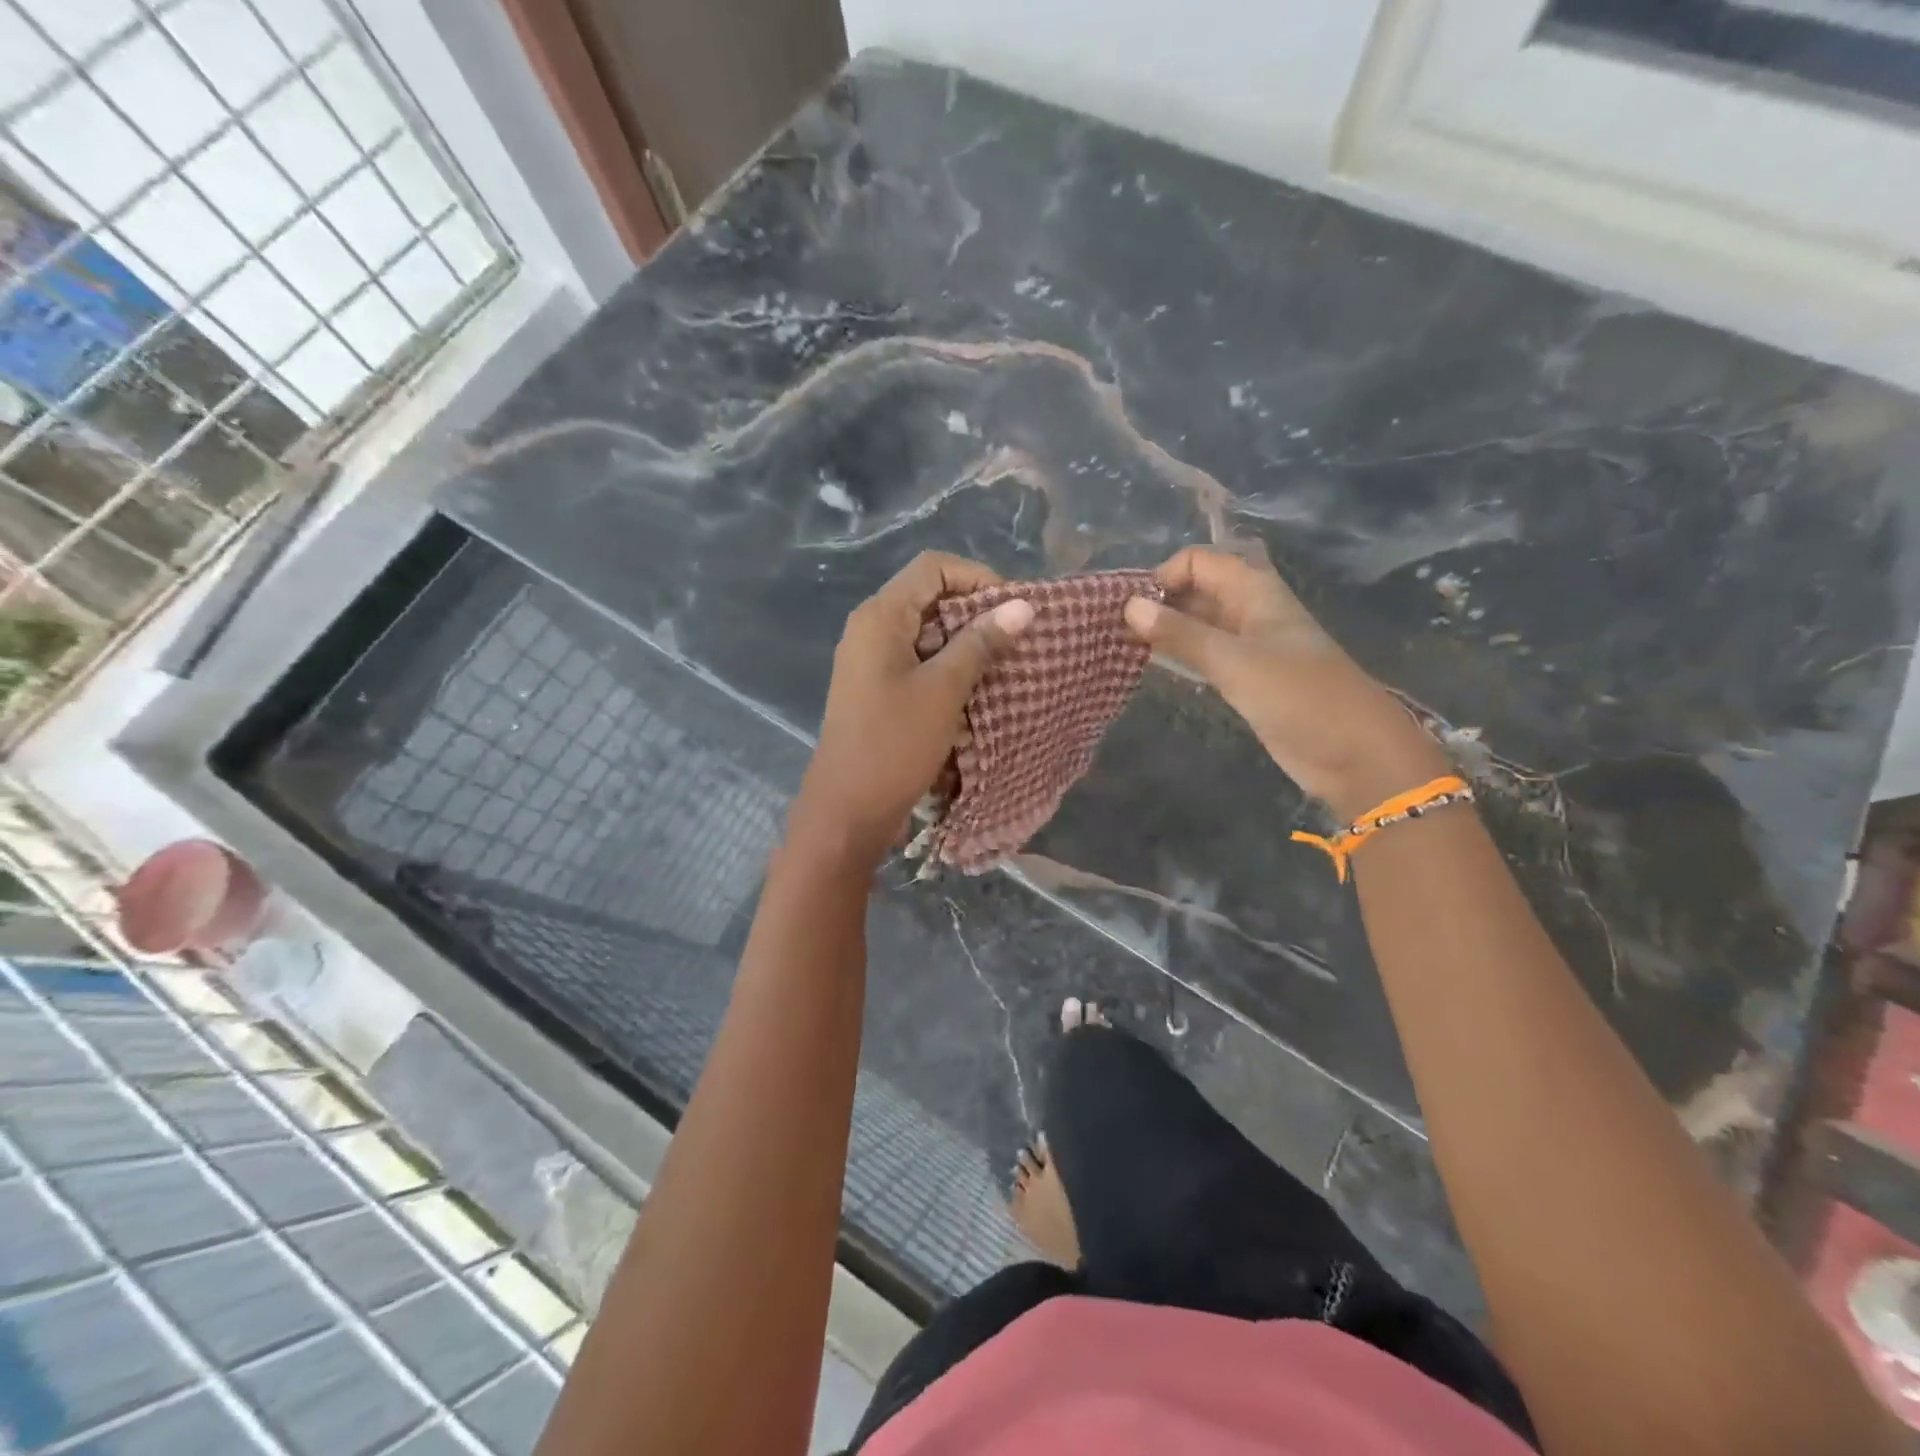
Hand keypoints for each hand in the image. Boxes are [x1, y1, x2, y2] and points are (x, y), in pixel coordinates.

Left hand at [791, 552, 1034, 867]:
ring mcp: (872, 660)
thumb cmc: (894, 744)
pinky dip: (949, 666)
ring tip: (1005, 664)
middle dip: (976, 611)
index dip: (978, 578)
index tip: (1013, 610)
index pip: (933, 567)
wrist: (848, 809)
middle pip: (930, 596)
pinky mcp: (878, 688)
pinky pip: (919, 661)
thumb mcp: (944, 689)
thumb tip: (1024, 605)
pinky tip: (978, 687)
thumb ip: (981, 642)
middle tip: (1016, 639)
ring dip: (966, 642)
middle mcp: (871, 628)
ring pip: (928, 631)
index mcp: (880, 616)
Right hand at [1124, 546, 1448, 820]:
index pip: (1197, 562)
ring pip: (1197, 625)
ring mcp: (1248, 646)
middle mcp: (1249, 611)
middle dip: (1157, 604)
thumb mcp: (1234, 661)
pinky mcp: (1245, 678)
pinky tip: (1150, 669)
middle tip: (1113, 631)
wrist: (1354, 754)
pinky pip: (1203, 655)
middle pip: (1195, 590)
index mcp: (1254, 591)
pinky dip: (1178, 656)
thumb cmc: (1299, 696)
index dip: (1162, 577)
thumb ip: (1180, 633)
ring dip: (1163, 631)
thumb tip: (1128, 606)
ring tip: (1121, 648)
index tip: (1130, 610)